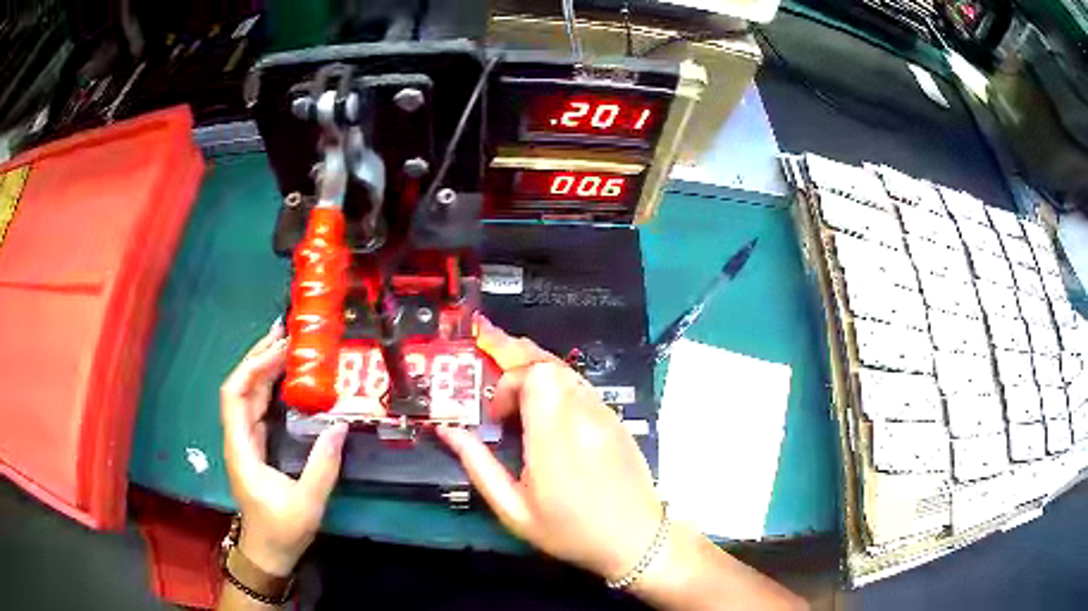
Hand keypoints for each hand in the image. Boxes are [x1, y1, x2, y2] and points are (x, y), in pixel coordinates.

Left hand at [220, 322, 347, 575]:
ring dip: (264, 369)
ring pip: (248, 396)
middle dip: (259, 358)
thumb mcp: (307, 503)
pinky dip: (270, 388)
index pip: (234, 395)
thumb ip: (323, 466)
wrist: (268, 552)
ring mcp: (246, 441)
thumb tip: (339, 426)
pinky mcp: (256, 447)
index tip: (279, 350)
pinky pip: (259, 408)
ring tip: (288, 348)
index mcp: (241, 448)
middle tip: (287, 335)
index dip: (251, 367)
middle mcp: (239, 438)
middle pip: (240, 387)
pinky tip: (288, 381)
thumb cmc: (282, 530)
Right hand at [437, 318, 663, 580]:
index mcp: (555, 440)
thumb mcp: (515, 510)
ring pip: (566, 370)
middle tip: (492, 364)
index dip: (508, 382)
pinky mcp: (615, 418)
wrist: (636, 539)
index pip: (535, 376)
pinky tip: (544, 404)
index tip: (497, 414)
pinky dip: (556, 383)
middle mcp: (583, 417)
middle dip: (515, 359)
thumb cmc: (571, 531)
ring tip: (512, 385)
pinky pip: (581, 386)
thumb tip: (448, 432)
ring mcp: (604, 414)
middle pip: (549, 363)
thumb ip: (479, 466)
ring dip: (535, 370)